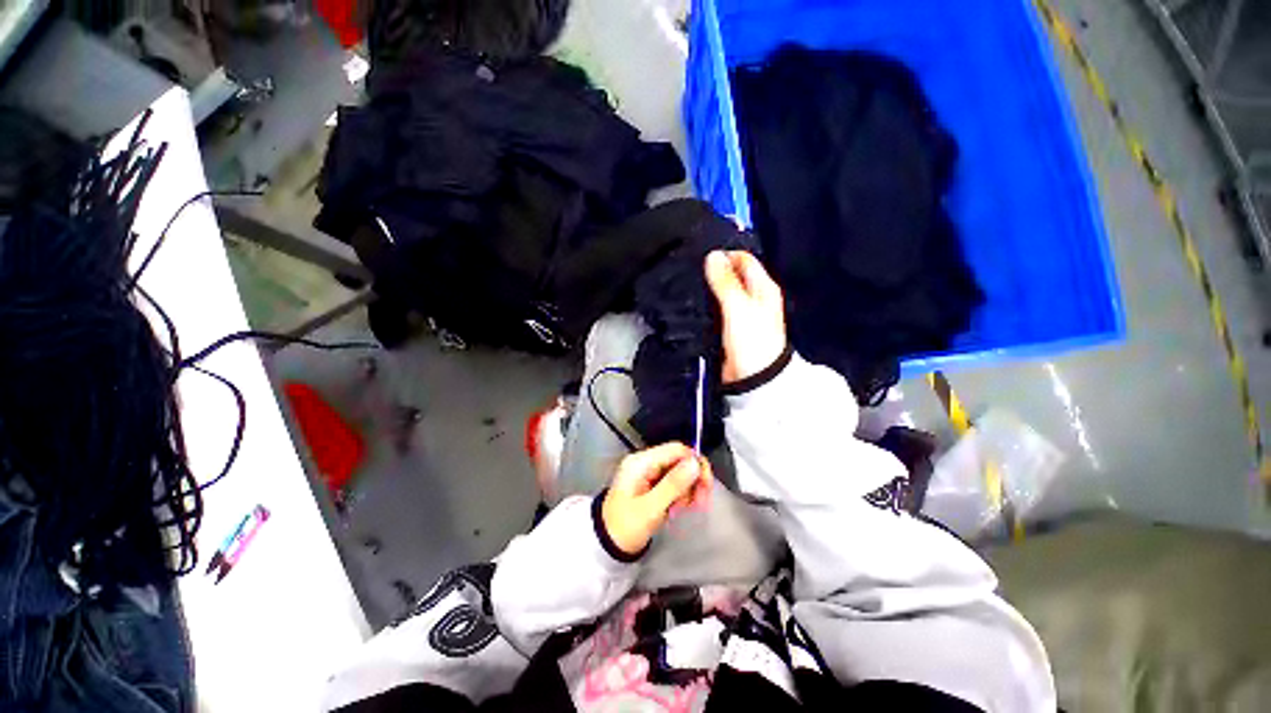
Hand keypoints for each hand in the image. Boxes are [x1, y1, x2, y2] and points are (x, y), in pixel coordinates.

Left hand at [602, 443, 712, 555]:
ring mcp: (648, 473)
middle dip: (693, 480)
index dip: (695, 463)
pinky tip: (676, 509)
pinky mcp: (652, 484)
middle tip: (700, 503)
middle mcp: (646, 462)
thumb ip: (673, 484)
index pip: (676, 450)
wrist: (607, 545)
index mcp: (642, 462)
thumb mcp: (650, 508)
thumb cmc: (625, 527)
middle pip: (680, 460)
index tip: (706, 486)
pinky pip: (674, 482)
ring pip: (680, 472)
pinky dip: (680, 495)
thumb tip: (696, 462)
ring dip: (687, 490)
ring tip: (680, 510)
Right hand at [705, 250, 786, 383]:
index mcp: (764, 287)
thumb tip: (713, 256)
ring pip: (723, 293)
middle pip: (733, 275)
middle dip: (714, 272)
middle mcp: (755, 297)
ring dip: (710, 289)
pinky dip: (708, 305)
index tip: (702, 258)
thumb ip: (725, 281)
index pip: (744, 259)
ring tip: (689, 285)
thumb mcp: (738, 307)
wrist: (753, 378)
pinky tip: (694, 304)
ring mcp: (743, 313)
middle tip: (692, 271)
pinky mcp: (731, 327)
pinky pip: (717, 309)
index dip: (725, 255)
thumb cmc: (752, 341)